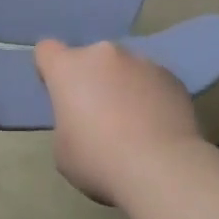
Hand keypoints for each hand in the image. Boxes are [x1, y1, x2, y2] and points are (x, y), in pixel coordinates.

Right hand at [34, 39, 203, 204]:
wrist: (161, 168)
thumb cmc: (99, 160)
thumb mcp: (64, 150)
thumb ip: (68, 122)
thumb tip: (86, 120)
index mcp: (68, 67)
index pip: (47, 50)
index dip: (50, 70)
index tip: (60, 94)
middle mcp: (103, 53)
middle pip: (90, 59)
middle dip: (92, 79)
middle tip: (100, 116)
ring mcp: (140, 60)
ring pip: (124, 68)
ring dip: (123, 86)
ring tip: (135, 124)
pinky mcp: (170, 75)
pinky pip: (152, 81)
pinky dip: (151, 96)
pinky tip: (158, 127)